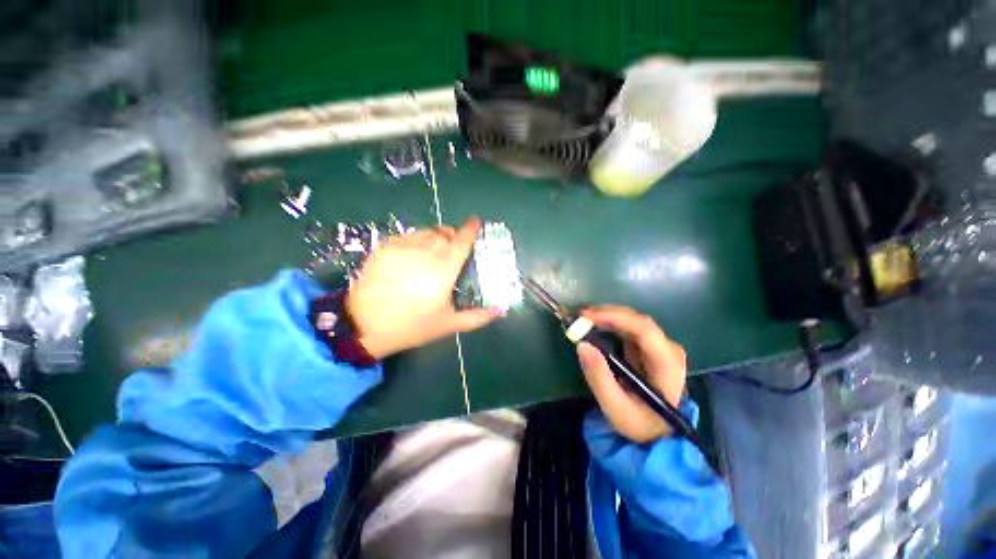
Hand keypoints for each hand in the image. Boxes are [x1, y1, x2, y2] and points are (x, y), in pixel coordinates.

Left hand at [345, 217, 500, 358]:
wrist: (364, 326)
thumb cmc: (412, 326)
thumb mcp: (448, 324)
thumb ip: (477, 316)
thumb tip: (500, 311)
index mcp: (444, 270)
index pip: (462, 242)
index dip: (471, 230)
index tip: (476, 222)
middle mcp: (425, 253)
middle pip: (444, 233)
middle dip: (453, 235)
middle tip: (454, 245)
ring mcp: (403, 248)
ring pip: (425, 231)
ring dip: (435, 236)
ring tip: (434, 249)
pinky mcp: (384, 248)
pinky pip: (406, 236)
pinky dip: (416, 239)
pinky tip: (414, 253)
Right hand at [576, 306, 686, 442]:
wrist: (657, 432)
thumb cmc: (640, 423)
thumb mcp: (616, 408)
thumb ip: (599, 378)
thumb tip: (582, 344)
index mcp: (667, 363)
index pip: (643, 329)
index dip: (614, 317)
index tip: (585, 316)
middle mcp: (668, 348)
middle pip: (636, 320)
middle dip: (605, 313)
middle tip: (578, 316)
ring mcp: (660, 345)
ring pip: (631, 319)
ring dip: (605, 315)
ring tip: (581, 318)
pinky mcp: (649, 345)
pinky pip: (627, 326)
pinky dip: (608, 321)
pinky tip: (593, 323)